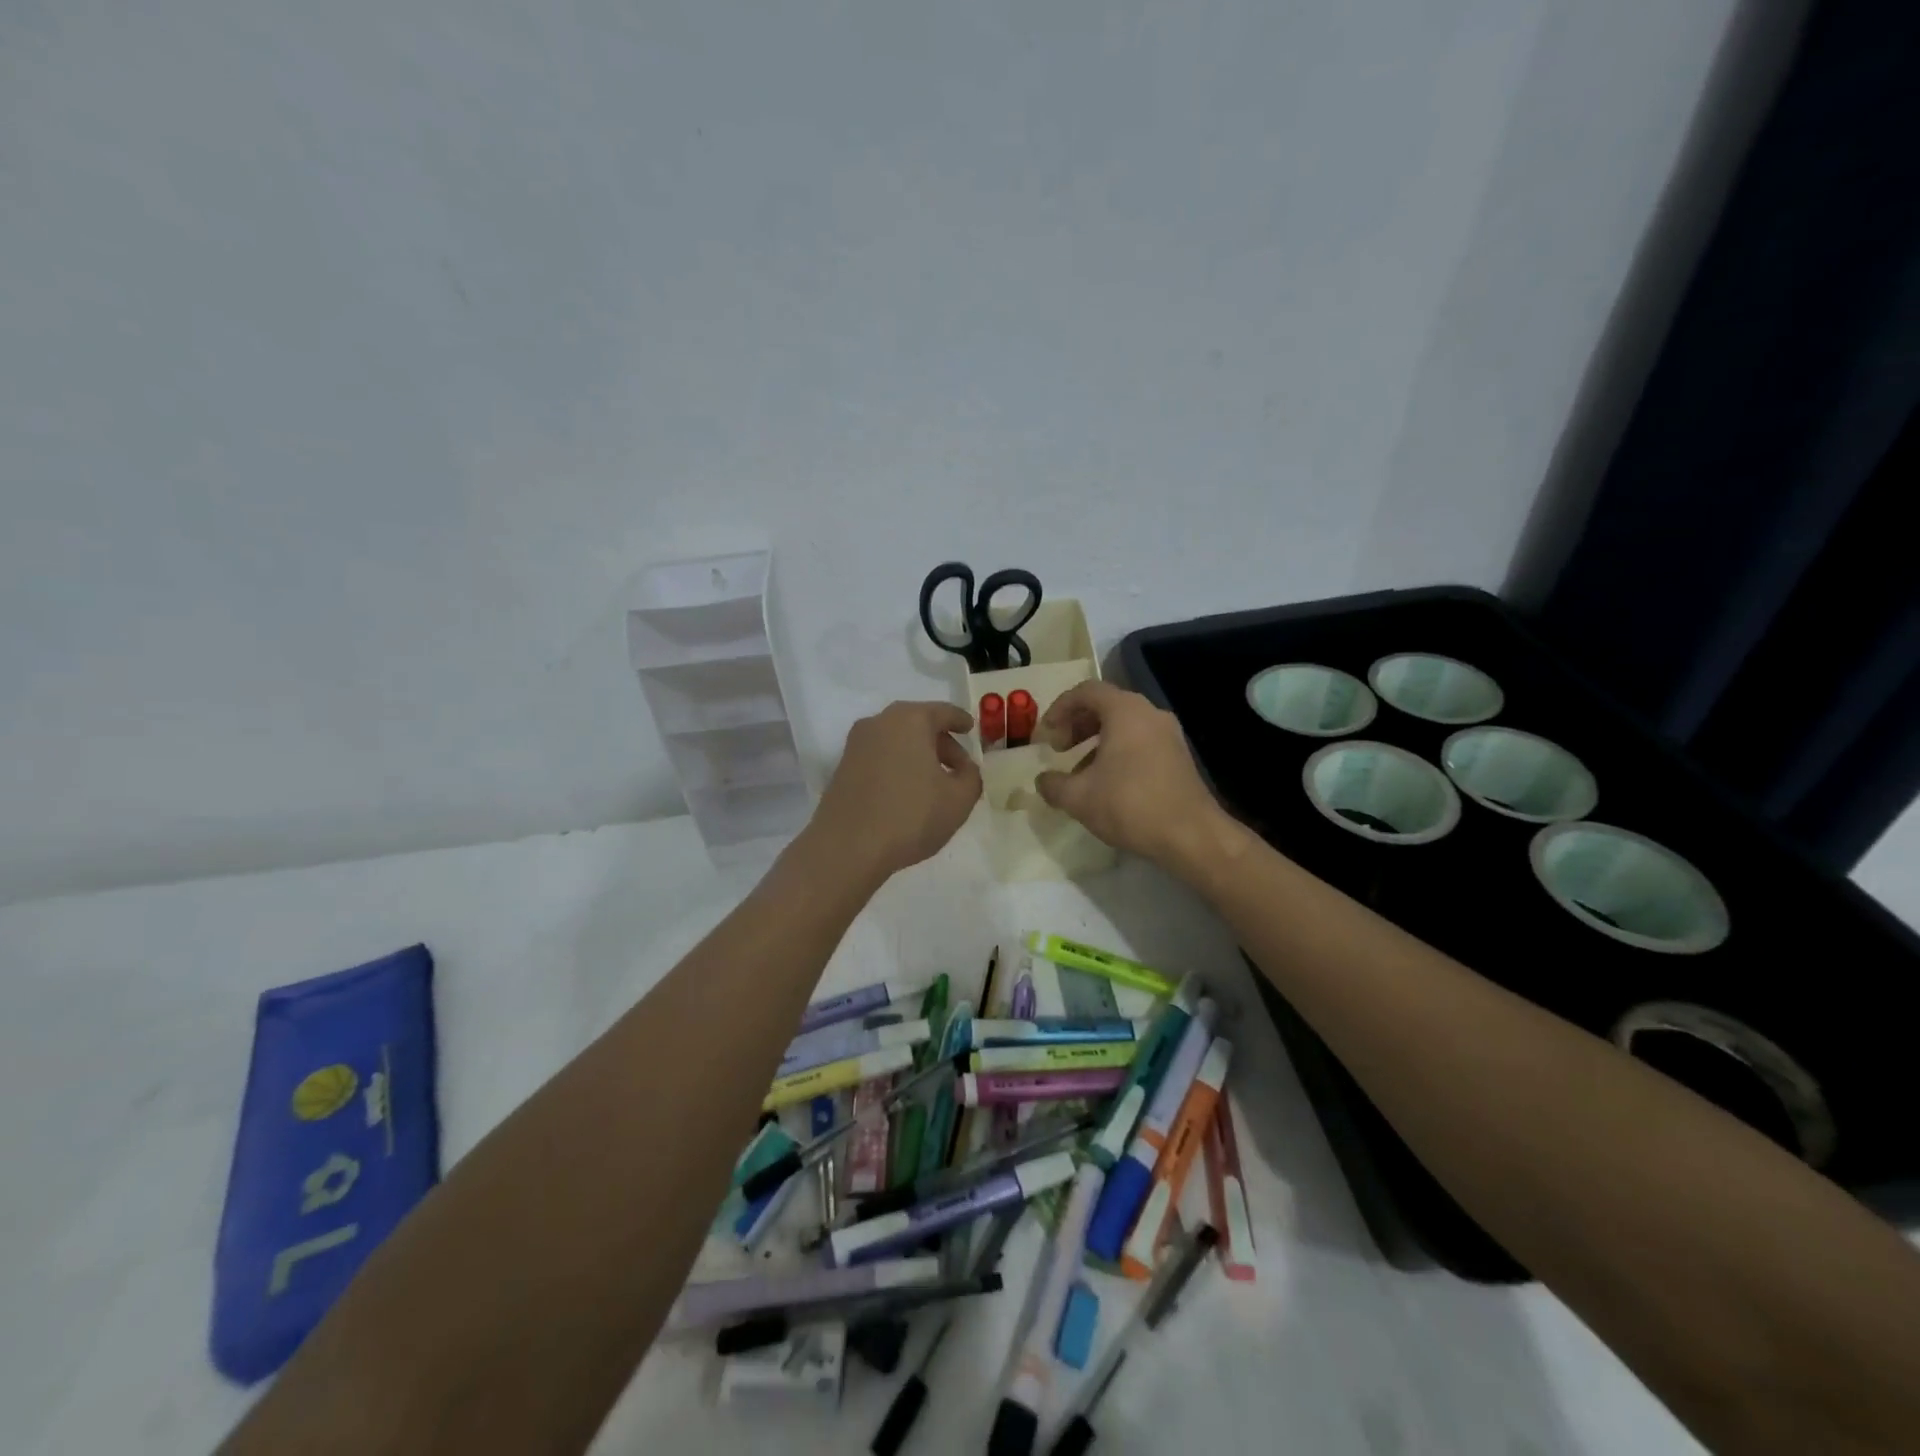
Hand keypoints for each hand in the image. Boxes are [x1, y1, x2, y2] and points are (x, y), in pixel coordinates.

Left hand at [807, 701, 982, 883]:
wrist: (847, 847)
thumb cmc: (911, 816)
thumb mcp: (959, 799)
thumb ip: (971, 776)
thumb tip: (964, 768)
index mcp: (910, 719)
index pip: (944, 712)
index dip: (961, 721)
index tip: (971, 728)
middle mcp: (879, 722)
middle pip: (918, 724)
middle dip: (941, 743)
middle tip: (958, 767)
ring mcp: (856, 744)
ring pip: (897, 740)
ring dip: (918, 756)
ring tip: (934, 783)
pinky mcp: (842, 767)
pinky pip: (880, 756)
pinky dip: (897, 766)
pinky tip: (906, 792)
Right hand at [1033, 681, 1235, 870]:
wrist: (1191, 835)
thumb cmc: (1130, 805)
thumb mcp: (1078, 798)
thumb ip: (1053, 784)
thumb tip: (1042, 780)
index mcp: (1125, 711)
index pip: (1085, 691)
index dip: (1058, 709)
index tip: (1044, 736)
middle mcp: (1149, 713)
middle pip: (1106, 705)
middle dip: (1076, 724)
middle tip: (1059, 750)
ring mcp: (1169, 734)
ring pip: (1124, 724)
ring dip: (1096, 741)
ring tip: (1079, 772)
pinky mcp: (1178, 756)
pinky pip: (1140, 741)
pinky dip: (1117, 751)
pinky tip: (1107, 784)